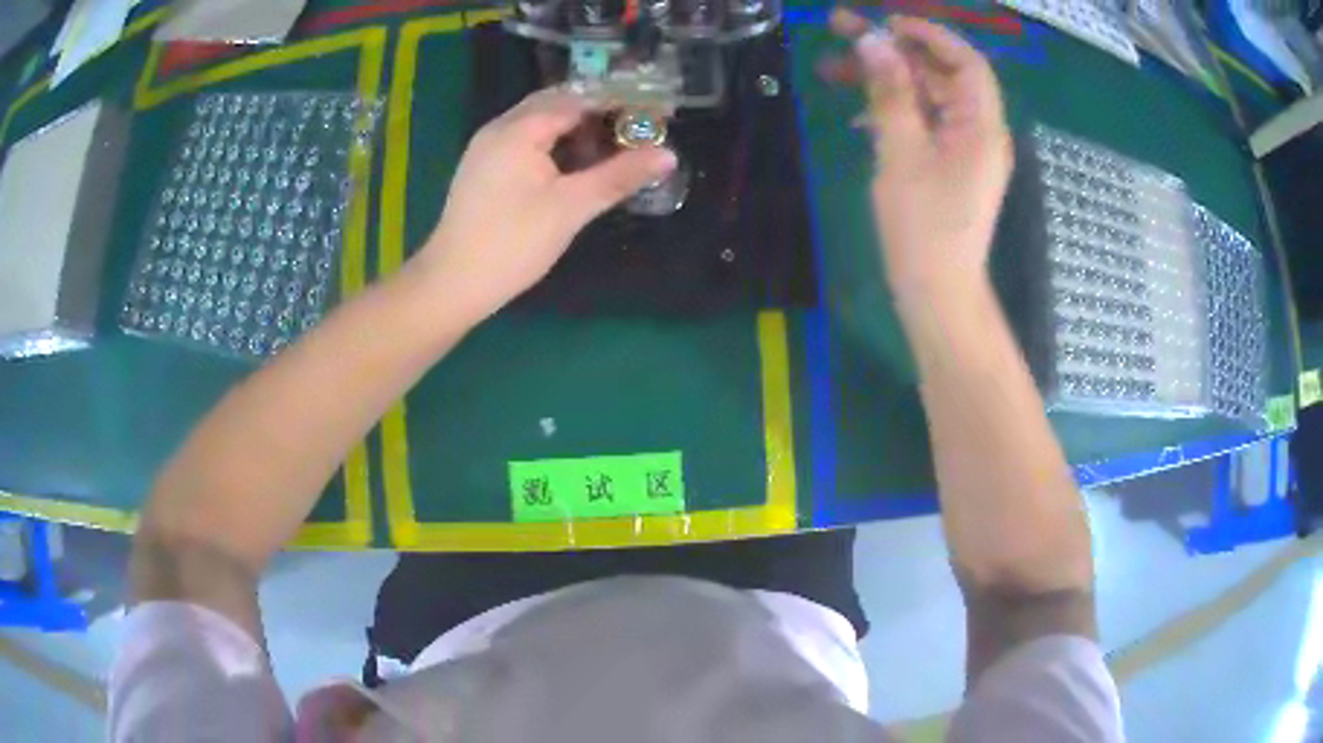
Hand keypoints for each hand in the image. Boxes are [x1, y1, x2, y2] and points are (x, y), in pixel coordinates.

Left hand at [416, 87, 676, 317]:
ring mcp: (487, 148)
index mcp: (519, 129)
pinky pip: (525, 140)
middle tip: (635, 128)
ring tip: (611, 148)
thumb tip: (668, 155)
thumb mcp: (571, 208)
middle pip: (556, 103)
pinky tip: (573, 166)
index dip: (619, 102)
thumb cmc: (512, 243)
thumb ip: (619, 176)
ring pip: (539, 122)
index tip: (654, 113)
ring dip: (576, 128)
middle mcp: (500, 128)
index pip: (578, 98)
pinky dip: (554, 143)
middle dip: (598, 111)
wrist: (451, 283)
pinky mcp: (483, 169)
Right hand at [823, 10, 1013, 302]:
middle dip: (893, 51)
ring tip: (834, 70)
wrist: (938, 295)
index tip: (884, 23)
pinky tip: (860, 115)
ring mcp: (966, 151)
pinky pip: (925, 124)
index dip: (928, 34)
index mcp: (980, 126)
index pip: (965, 61)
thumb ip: (890, 93)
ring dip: (886, 80)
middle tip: (841, 33)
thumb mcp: (901, 153)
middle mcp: (979, 132)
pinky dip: (894, 110)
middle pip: (940, 75)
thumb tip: (873, 41)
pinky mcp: (950, 167)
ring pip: (927, 97)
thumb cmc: (923, 229)